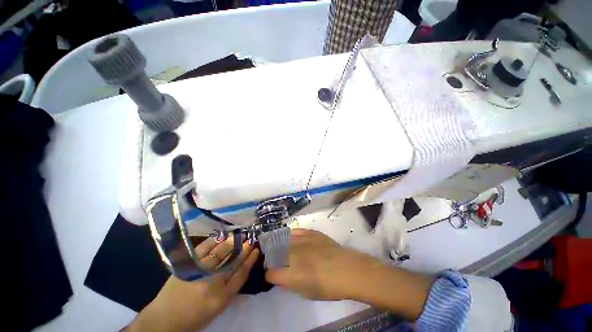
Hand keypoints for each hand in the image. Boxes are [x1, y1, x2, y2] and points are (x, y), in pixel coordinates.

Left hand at [127, 239, 259, 331]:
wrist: (164, 319)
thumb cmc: (195, 316)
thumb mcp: (218, 307)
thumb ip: (232, 287)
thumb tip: (243, 265)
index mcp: (222, 296)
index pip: (241, 273)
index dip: (250, 259)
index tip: (256, 249)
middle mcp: (212, 282)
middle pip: (233, 260)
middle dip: (244, 248)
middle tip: (250, 238)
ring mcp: (199, 271)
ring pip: (221, 252)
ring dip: (232, 241)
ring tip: (239, 235)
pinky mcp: (187, 264)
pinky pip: (204, 248)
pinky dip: (214, 241)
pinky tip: (221, 236)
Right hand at [265, 229, 376, 300]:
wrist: (347, 269)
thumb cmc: (328, 287)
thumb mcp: (306, 292)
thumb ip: (291, 283)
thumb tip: (283, 276)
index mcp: (291, 274)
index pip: (271, 273)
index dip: (269, 274)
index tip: (271, 274)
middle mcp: (293, 254)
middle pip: (274, 253)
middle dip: (272, 258)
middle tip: (275, 260)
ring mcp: (302, 240)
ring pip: (283, 239)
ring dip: (278, 244)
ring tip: (279, 246)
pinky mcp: (310, 232)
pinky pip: (295, 231)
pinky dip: (290, 235)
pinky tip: (290, 237)